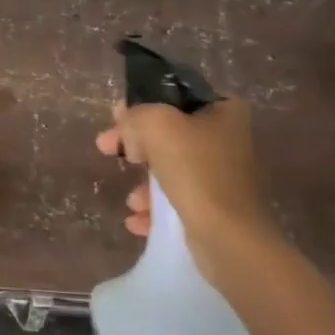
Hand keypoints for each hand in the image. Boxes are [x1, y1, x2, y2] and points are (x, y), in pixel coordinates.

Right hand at [95, 98, 270, 249]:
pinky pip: (177, 198)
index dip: (141, 104)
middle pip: (167, 133)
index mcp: (223, 111)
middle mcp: (227, 139)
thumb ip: (135, 114)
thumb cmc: (196, 170)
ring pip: (169, 168)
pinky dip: (155, 207)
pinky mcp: (216, 207)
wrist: (229, 237)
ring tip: (131, 200)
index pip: (173, 96)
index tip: (116, 119)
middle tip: (105, 148)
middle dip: (134, 145)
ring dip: (144, 182)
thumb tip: (123, 117)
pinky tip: (137, 220)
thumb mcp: (157, 125)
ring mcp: (223, 175)